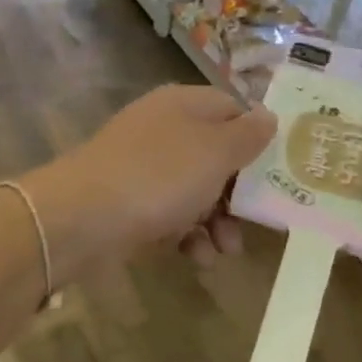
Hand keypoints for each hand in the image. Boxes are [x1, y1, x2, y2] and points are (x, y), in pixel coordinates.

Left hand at [29, 86, 274, 275]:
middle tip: (258, 220)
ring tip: (226, 250)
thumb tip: (268, 116)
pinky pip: (169, 214)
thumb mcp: (216, 151)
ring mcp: (142, 166)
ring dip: (217, 221)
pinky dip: (187, 235)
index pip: (232, 108)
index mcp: (184, 105)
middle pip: (215, 154)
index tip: (279, 169)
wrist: (82, 217)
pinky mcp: (128, 202)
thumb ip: (247, 134)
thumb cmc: (160, 176)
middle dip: (239, 192)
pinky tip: (195, 257)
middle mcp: (163, 129)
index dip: (257, 137)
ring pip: (194, 190)